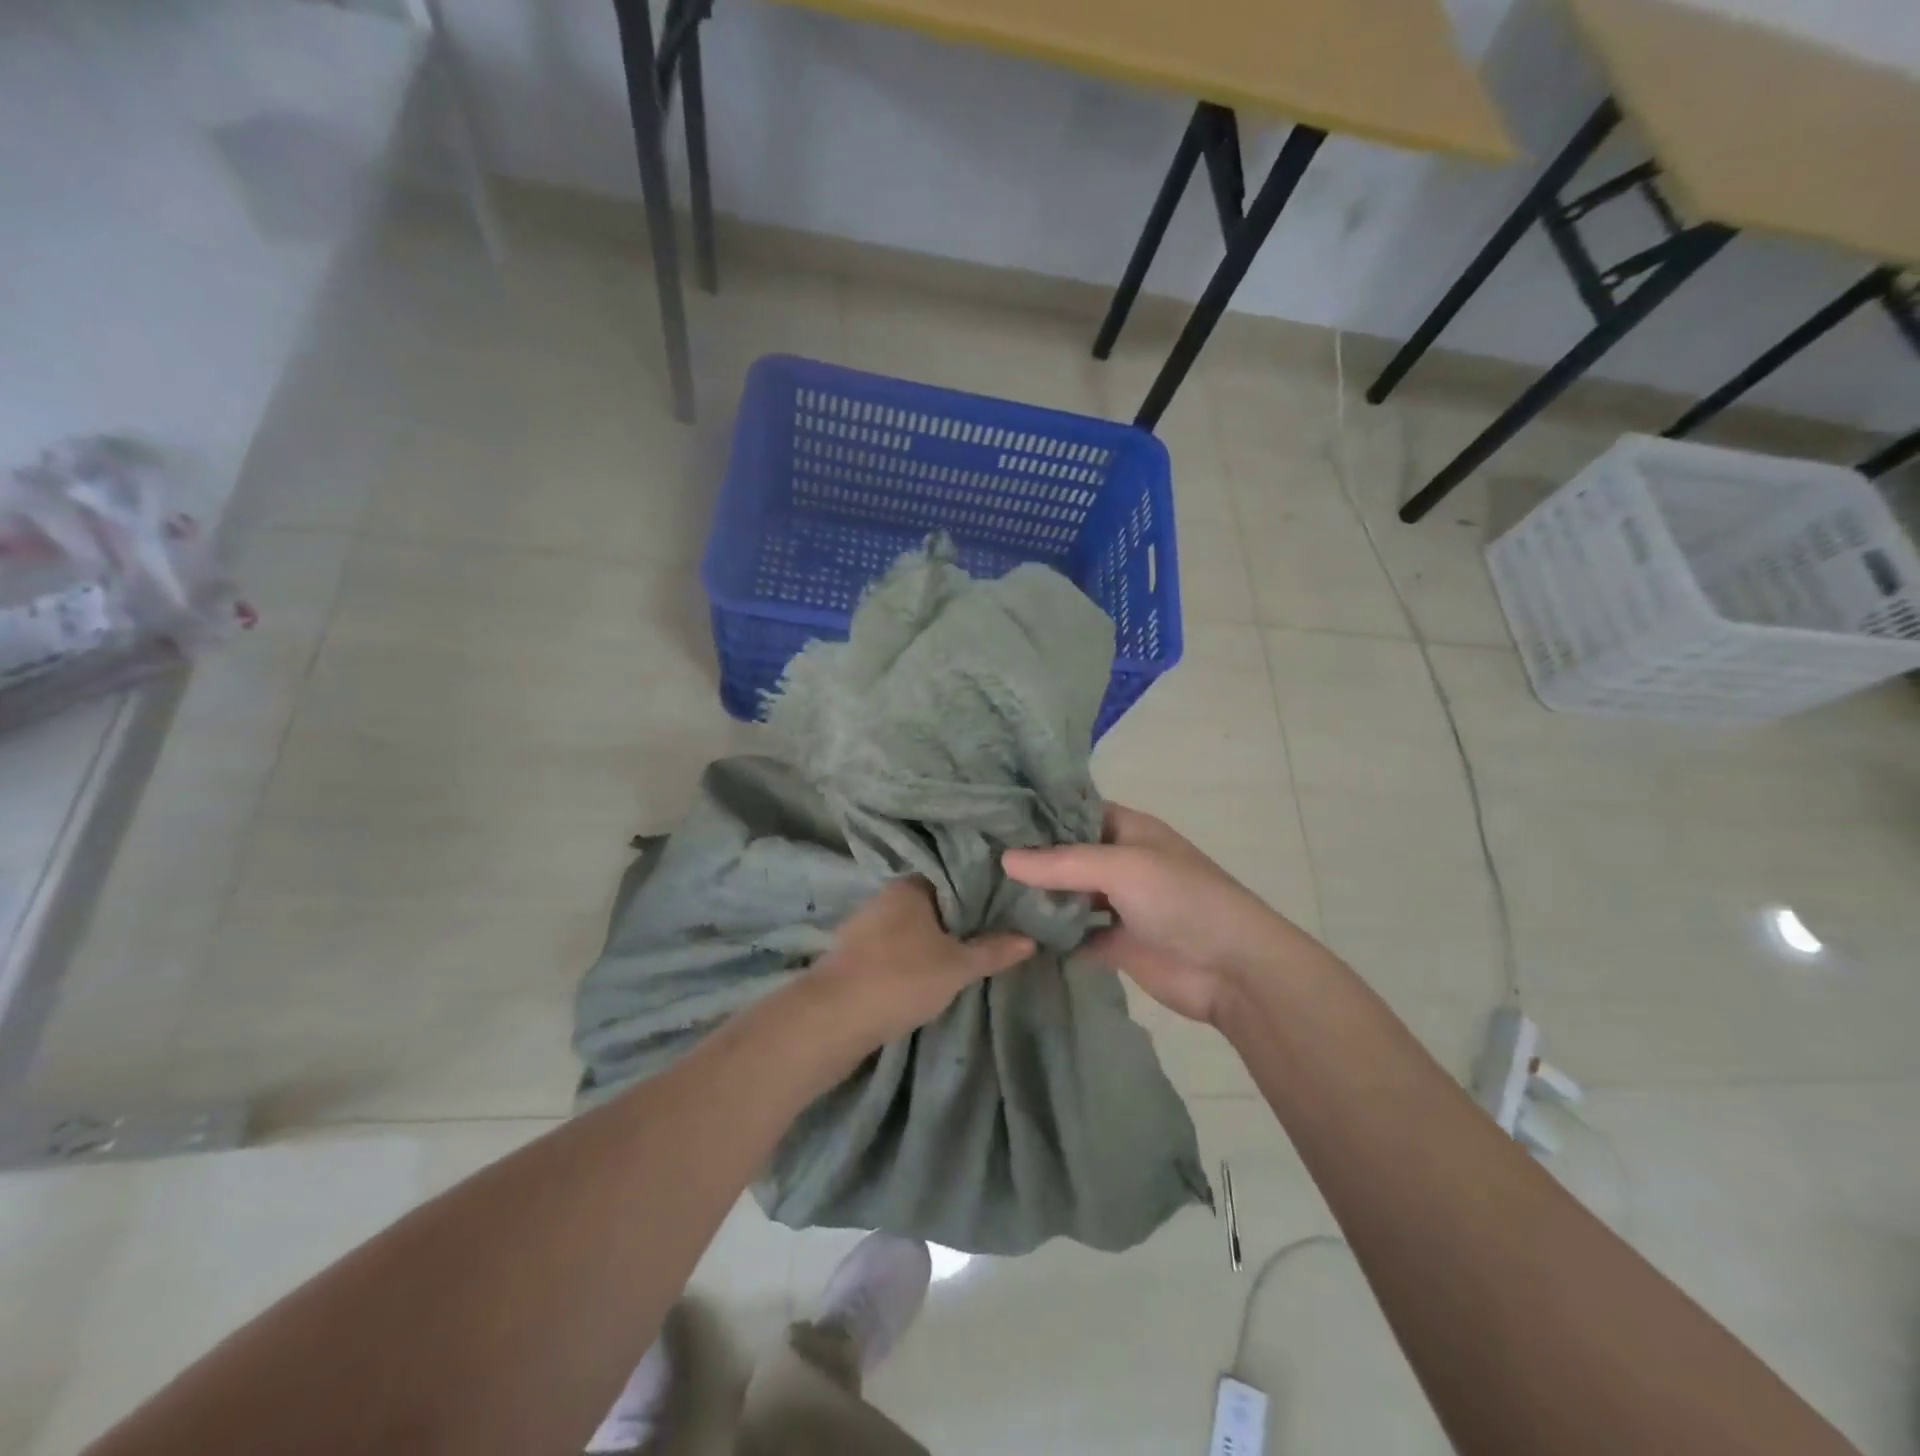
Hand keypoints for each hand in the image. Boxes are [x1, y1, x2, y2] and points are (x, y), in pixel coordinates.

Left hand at [809, 878, 1032, 1047]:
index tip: (1003, 903)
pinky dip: (909, 956)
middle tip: (991, 931)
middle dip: (955, 917)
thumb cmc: (901, 978)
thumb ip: (993, 951)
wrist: (833, 1018)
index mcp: (909, 886)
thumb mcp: (957, 967)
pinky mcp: (851, 956)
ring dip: (930, 939)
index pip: (951, 876)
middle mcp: (884, 897)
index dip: (978, 889)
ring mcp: (863, 927)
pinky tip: (925, 974)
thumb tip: (1030, 939)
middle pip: (930, 902)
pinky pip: (891, 948)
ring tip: (963, 954)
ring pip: (908, 927)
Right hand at [1003, 804, 1324, 1023]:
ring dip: (1038, 898)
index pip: (1074, 812)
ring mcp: (1118, 904)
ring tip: (983, 894)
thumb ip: (1061, 863)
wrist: (1233, 970)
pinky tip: (1013, 935)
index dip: (1038, 814)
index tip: (990, 818)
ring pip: (1068, 895)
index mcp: (1128, 830)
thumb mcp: (1121, 867)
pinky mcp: (1116, 943)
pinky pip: (1076, 934)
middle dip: (1030, 858)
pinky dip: (1052, 936)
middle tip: (975, 858)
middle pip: (1067, 855)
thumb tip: (1004, 858)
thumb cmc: (1181, 899)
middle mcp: (1121, 861)